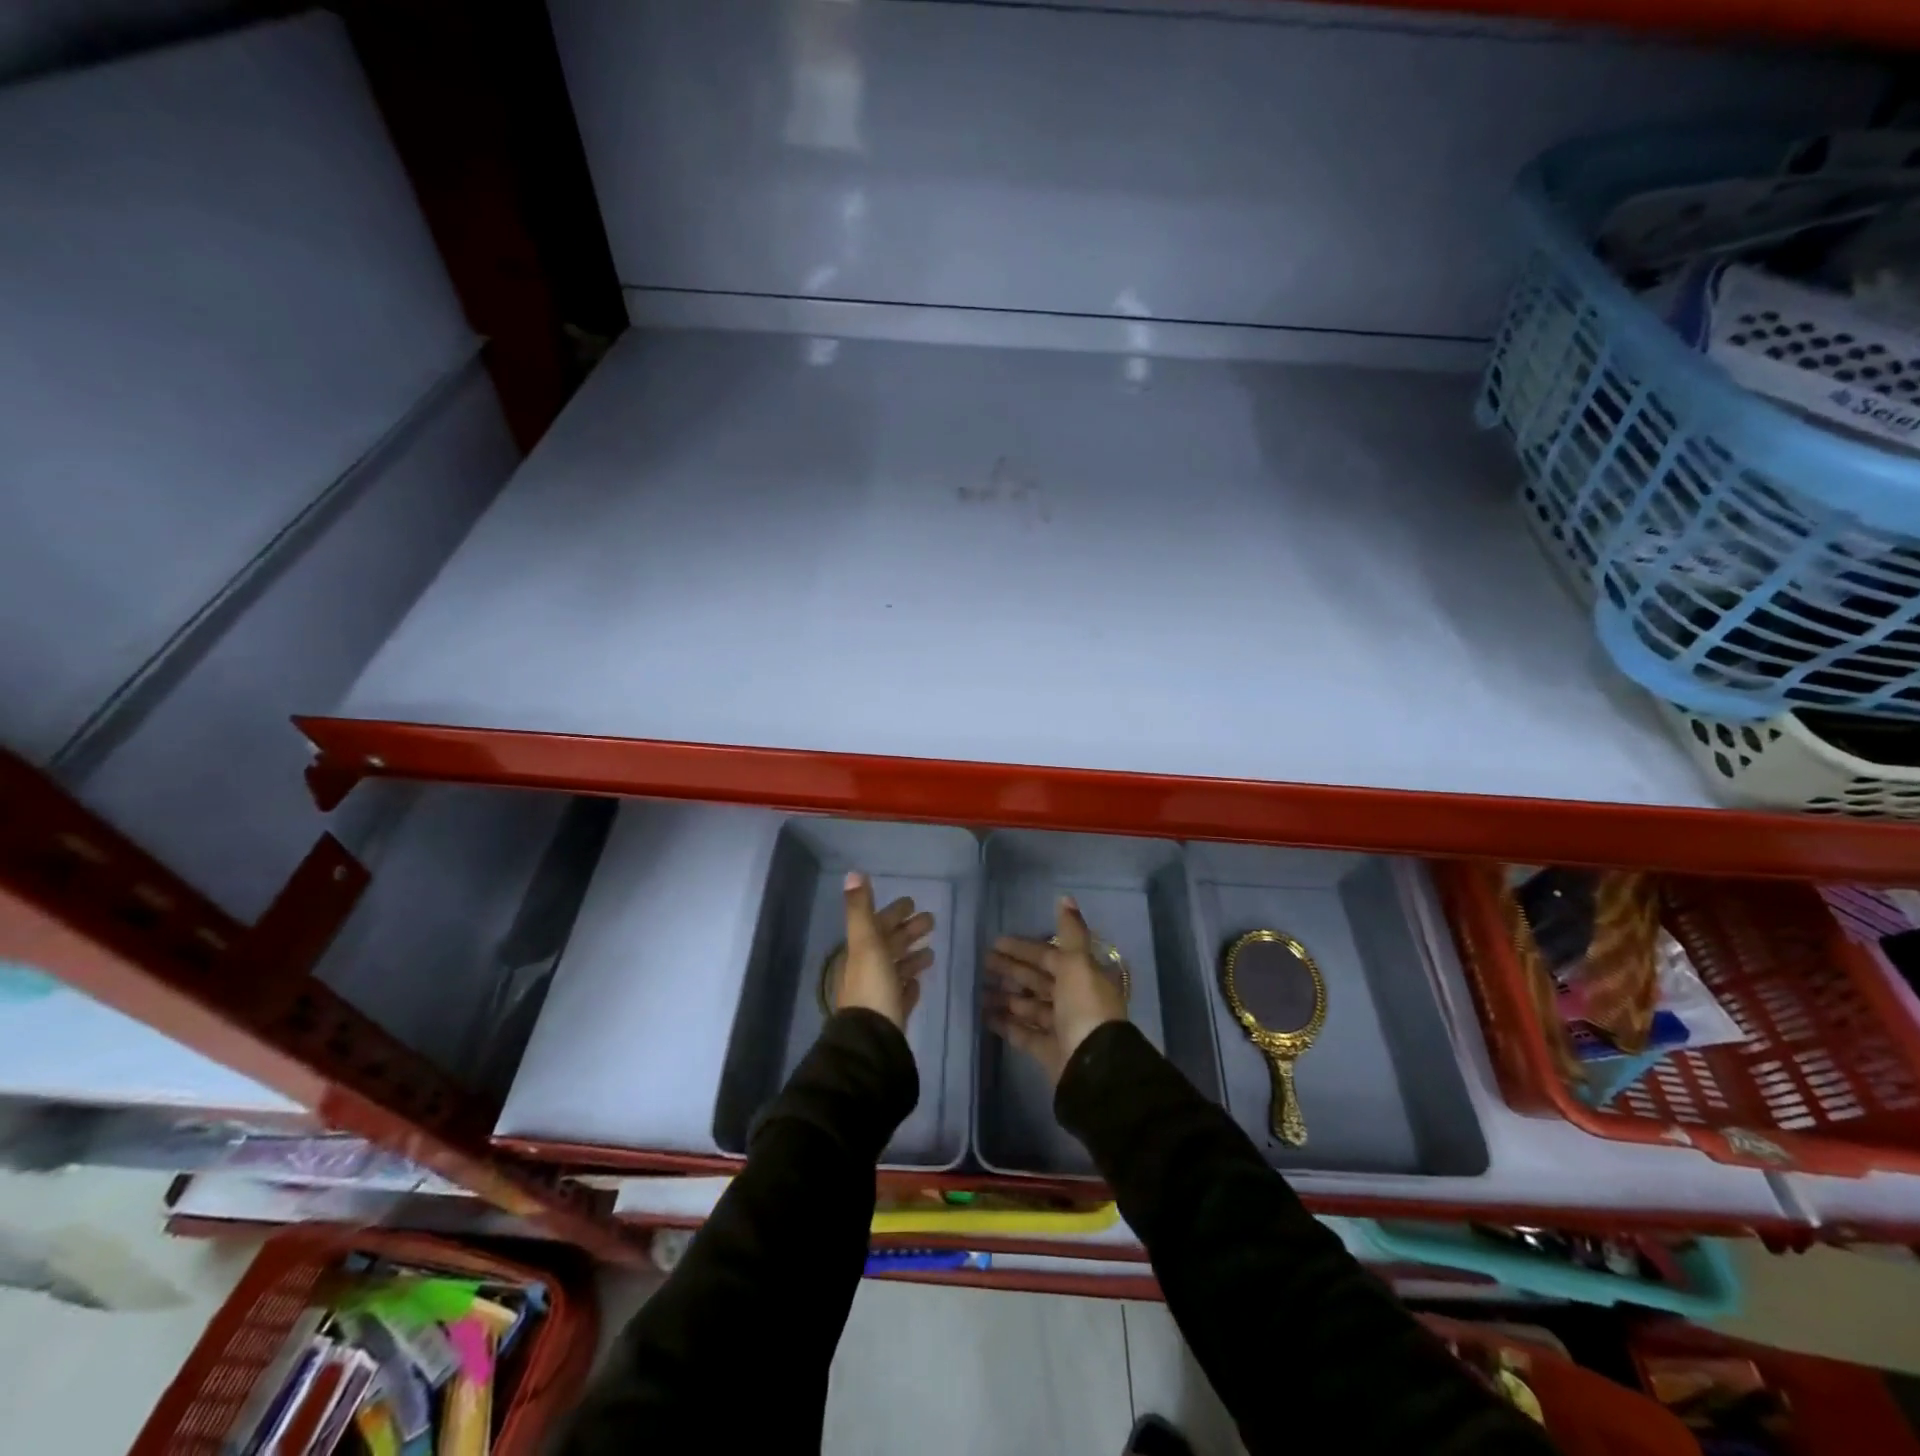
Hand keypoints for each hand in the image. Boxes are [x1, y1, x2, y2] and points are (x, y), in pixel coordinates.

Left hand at [837, 871, 934, 1030]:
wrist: (871, 1040)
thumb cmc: (871, 986)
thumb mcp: (865, 942)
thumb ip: (860, 909)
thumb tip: (853, 873)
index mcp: (859, 953)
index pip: (878, 926)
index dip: (894, 913)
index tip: (912, 902)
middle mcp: (866, 972)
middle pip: (889, 946)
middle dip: (908, 932)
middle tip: (932, 920)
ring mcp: (878, 995)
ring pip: (896, 969)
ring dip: (911, 957)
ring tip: (931, 951)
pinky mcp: (890, 1016)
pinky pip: (900, 995)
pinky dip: (908, 985)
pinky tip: (918, 982)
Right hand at [985, 895, 1126, 1083]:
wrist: (1093, 1065)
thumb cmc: (1084, 1007)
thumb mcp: (1077, 963)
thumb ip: (1070, 932)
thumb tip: (1065, 897)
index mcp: (1082, 976)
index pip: (1049, 956)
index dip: (1024, 948)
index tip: (997, 942)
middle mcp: (1073, 999)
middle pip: (1037, 980)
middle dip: (1011, 970)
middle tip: (982, 962)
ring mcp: (1061, 1027)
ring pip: (1029, 1006)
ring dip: (1005, 996)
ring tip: (978, 990)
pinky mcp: (1049, 1051)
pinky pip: (1024, 1033)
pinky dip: (1005, 1023)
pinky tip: (984, 1015)